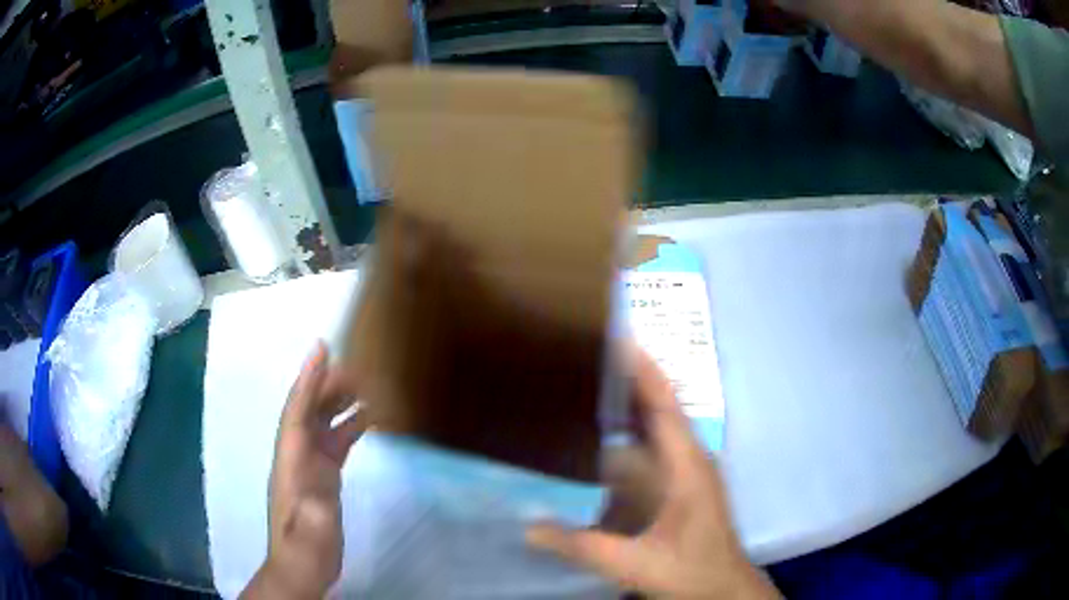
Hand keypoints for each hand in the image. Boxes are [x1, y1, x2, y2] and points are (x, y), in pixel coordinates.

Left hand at [242, 342, 367, 598]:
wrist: (302, 568)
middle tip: (357, 361)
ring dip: (340, 400)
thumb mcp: (309, 538)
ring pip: (322, 422)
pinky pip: (335, 440)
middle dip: (328, 382)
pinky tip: (367, 417)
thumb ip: (313, 518)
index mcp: (290, 463)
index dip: (307, 380)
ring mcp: (309, 466)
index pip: (296, 413)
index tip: (321, 349)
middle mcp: (297, 456)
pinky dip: (349, 424)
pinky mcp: (323, 476)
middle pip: (309, 410)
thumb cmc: (304, 552)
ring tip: (366, 381)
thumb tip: (321, 496)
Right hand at [525, 349, 778, 598]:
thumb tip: (528, 526)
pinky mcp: (678, 486)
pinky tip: (595, 441)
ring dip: (624, 407)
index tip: (614, 335)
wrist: (722, 589)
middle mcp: (688, 458)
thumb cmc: (690, 571)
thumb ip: (582, 546)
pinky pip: (649, 450)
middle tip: (582, 356)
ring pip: (653, 428)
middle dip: (626, 379)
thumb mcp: (635, 563)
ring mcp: (685, 472)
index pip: (664, 403)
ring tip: (582, 387)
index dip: (642, 368)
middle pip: (657, 407)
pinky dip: (625, 437)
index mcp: (687, 465)